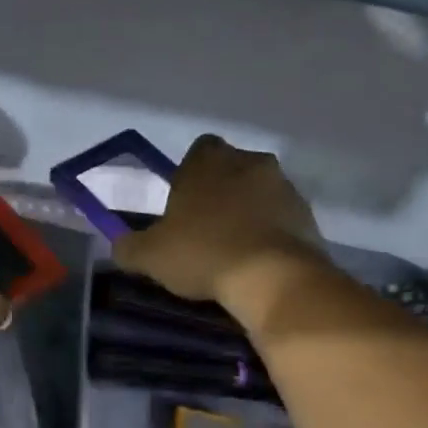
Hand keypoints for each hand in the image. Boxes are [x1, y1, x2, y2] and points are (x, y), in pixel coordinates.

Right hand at [113, 135, 322, 313]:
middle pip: (231, 169)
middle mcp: (249, 161)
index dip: (189, 174)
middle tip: (205, 227)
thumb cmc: (202, 253)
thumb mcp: (150, 256)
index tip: (183, 203)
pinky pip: (281, 218)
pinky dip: (269, 232)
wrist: (272, 276)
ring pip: (259, 192)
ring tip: (232, 248)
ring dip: (247, 211)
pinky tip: (256, 261)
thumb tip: (120, 245)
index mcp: (208, 161)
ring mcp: (283, 186)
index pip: (198, 150)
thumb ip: (129, 247)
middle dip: (221, 191)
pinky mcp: (307, 214)